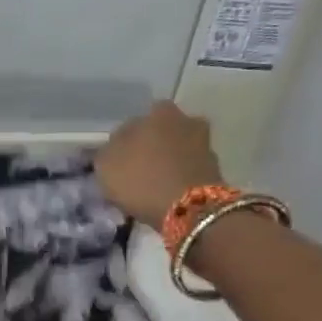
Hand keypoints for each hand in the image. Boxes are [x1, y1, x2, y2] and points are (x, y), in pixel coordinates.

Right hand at [96, 101, 226, 228]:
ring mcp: (204, 142)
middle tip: (137, 168)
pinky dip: (180, 174)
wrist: (190, 208)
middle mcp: (184, 120)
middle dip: (151, 145)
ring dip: (167, 159)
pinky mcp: (215, 166)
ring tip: (153, 182)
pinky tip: (168, 190)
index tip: (117, 160)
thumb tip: (115, 146)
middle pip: (161, 131)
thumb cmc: (141, 180)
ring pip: (177, 147)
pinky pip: (189, 166)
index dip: (123, 141)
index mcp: (157, 113)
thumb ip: (108, 150)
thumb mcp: (106, 165)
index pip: (133, 122)